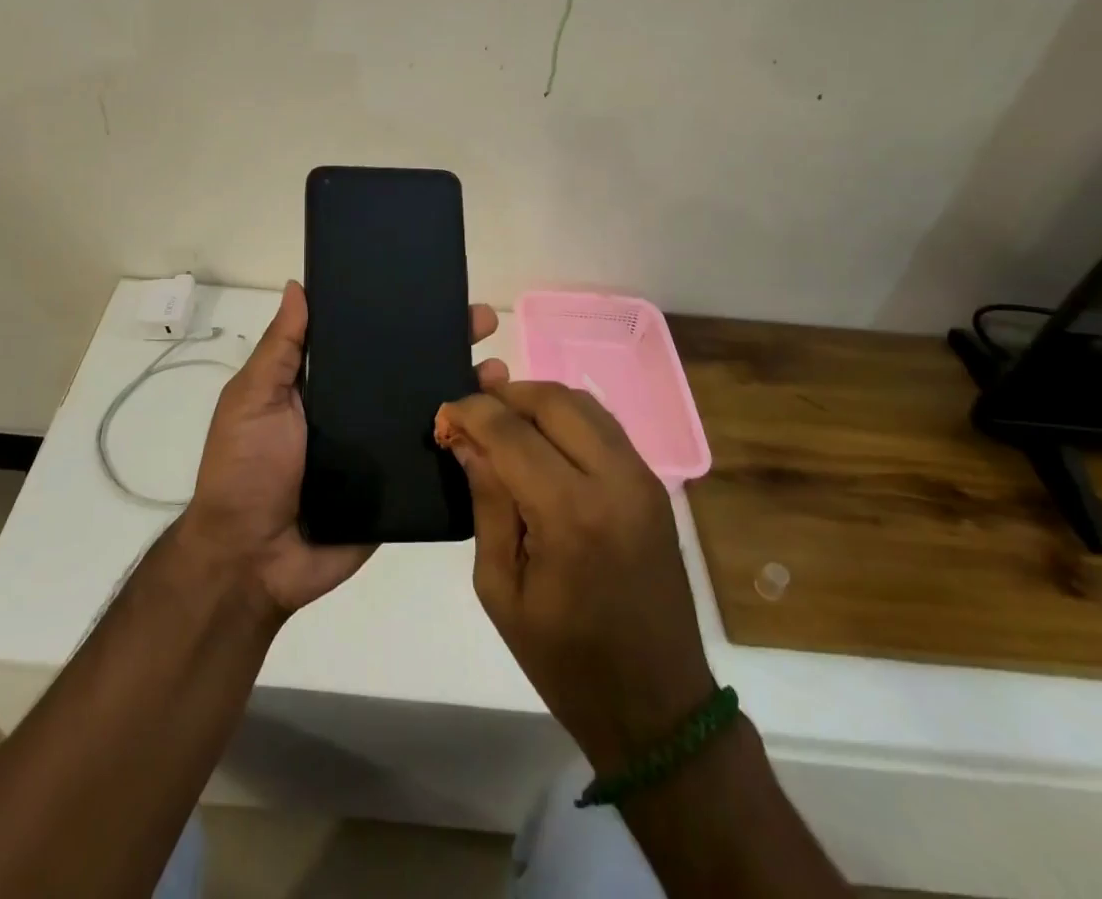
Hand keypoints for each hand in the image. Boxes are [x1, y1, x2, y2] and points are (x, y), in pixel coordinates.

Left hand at [180, 281, 507, 619]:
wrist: (253, 560)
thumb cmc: (246, 468)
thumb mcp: (253, 398)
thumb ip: (281, 348)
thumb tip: (299, 286)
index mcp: (326, 384)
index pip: (369, 339)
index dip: (401, 314)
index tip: (437, 289)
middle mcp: (359, 410)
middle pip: (410, 368)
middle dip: (448, 342)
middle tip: (485, 321)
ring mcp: (383, 450)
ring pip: (432, 410)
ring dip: (467, 388)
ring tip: (500, 371)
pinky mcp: (400, 490)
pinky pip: (438, 463)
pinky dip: (469, 444)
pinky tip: (502, 426)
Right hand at [437, 382, 714, 771]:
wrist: (657, 706)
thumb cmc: (566, 660)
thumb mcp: (501, 588)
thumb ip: (487, 502)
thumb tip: (467, 440)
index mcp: (570, 514)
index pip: (511, 431)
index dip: (470, 411)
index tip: (444, 415)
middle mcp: (614, 480)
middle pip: (551, 400)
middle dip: (504, 395)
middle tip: (472, 414)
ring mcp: (642, 478)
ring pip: (582, 403)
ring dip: (536, 401)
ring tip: (502, 423)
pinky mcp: (654, 484)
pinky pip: (604, 426)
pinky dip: (566, 418)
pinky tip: (542, 441)